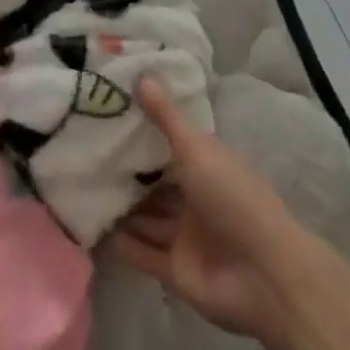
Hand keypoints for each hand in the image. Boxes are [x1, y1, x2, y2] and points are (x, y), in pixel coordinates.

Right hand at [109, 79, 304, 339]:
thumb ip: (166, 117)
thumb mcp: (196, 148)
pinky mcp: (177, 271)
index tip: (111, 119)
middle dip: (130, 176)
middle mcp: (197, 199)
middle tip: (89, 158)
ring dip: (125, 210)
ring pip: (149, 219)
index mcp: (208, 167)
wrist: (263, 274)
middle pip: (158, 186)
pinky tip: (98, 231)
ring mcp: (187, 237)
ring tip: (85, 192)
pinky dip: (126, 245)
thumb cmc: (232, 197)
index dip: (146, 135)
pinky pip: (145, 254)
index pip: (173, 147)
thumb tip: (142, 75)